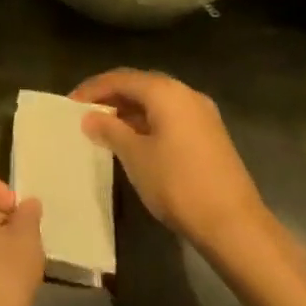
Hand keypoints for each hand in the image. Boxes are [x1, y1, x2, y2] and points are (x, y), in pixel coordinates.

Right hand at [71, 70, 277, 268]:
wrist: (235, 226)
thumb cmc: (178, 184)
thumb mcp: (135, 156)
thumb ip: (110, 130)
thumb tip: (90, 117)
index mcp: (166, 91)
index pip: (120, 78)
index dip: (92, 89)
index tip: (70, 104)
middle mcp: (186, 94)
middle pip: (140, 86)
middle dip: (111, 97)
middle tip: (85, 114)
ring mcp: (203, 114)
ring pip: (157, 102)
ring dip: (130, 111)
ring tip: (105, 129)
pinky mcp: (211, 135)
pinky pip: (171, 117)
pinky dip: (149, 123)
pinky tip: (135, 142)